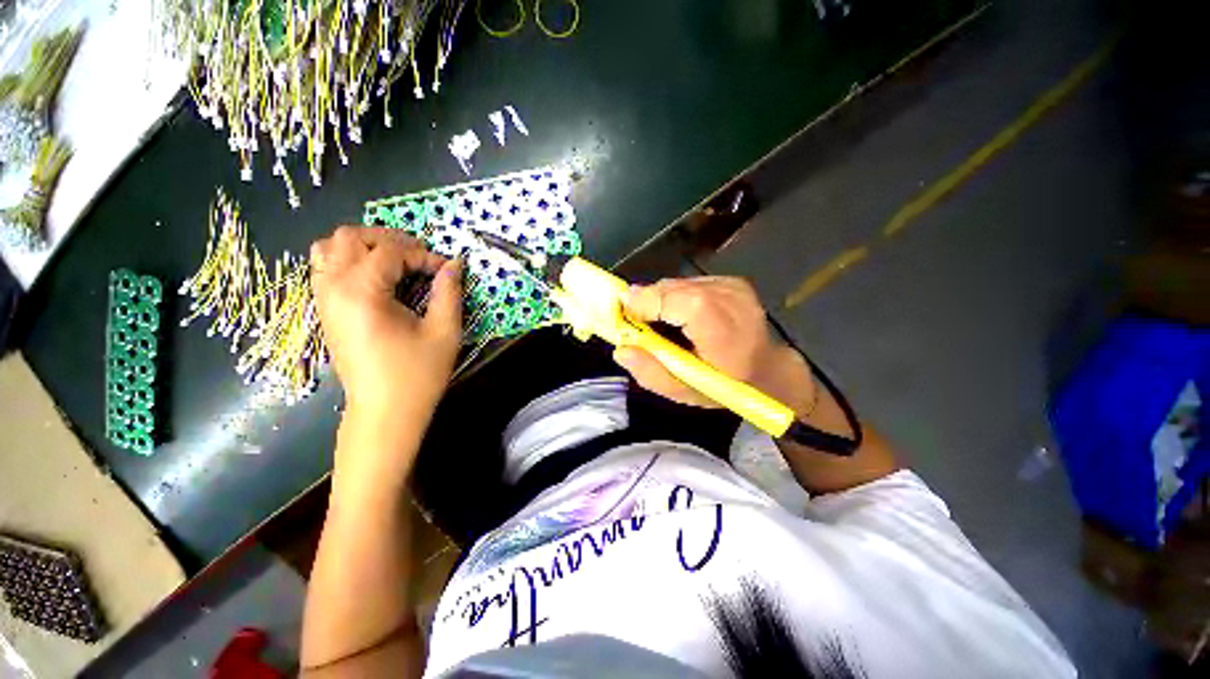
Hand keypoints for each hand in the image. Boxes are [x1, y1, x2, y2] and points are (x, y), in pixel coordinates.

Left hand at [310, 227, 461, 420]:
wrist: (384, 411)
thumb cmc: (417, 374)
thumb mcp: (444, 331)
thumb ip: (449, 292)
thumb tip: (454, 263)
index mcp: (362, 292)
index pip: (391, 251)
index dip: (424, 255)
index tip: (446, 271)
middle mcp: (334, 288)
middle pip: (351, 237)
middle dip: (390, 239)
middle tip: (419, 257)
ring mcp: (323, 299)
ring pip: (329, 248)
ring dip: (364, 246)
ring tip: (394, 261)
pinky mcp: (325, 311)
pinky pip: (325, 268)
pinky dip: (349, 261)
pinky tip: (376, 278)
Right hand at [614, 276, 815, 413]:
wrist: (769, 370)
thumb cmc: (726, 386)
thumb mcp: (685, 392)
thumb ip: (651, 373)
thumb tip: (620, 350)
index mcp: (719, 328)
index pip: (674, 298)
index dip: (645, 302)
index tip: (625, 315)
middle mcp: (728, 297)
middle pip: (672, 288)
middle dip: (648, 302)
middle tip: (639, 324)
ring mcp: (732, 285)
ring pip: (678, 283)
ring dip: (662, 300)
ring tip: (664, 323)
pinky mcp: (732, 280)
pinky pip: (690, 283)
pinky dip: (678, 296)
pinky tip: (683, 316)